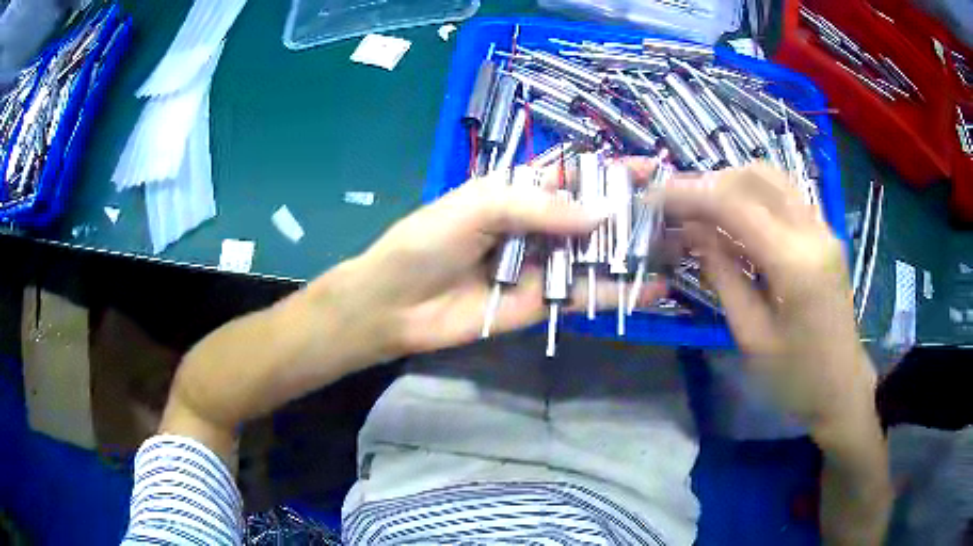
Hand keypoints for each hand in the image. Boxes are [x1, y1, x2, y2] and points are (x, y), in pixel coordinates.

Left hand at [313, 169, 663, 362]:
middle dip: (631, 213)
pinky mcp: (543, 303)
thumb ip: (538, 206)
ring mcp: (543, 266)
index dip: (609, 170)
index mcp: (518, 192)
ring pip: (596, 256)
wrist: (396, 304)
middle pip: (592, 216)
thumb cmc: (427, 242)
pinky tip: (655, 290)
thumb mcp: (478, 206)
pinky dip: (619, 293)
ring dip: (633, 252)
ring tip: (677, 249)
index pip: (574, 174)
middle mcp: (537, 226)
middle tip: (676, 213)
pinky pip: (585, 295)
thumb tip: (601, 213)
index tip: (649, 167)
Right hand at [655, 162, 876, 441]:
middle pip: (755, 177)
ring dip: (732, 184)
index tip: (656, 197)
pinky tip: (735, 218)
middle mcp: (813, 231)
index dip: (690, 195)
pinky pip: (785, 195)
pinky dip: (753, 195)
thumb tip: (693, 232)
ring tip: (702, 208)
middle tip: (677, 204)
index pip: (736, 205)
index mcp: (795, 263)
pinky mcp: (825, 234)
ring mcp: (823, 228)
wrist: (842, 387)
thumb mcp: (751, 336)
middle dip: (710, 183)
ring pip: (772, 178)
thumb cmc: (795, 377)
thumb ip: (723, 276)